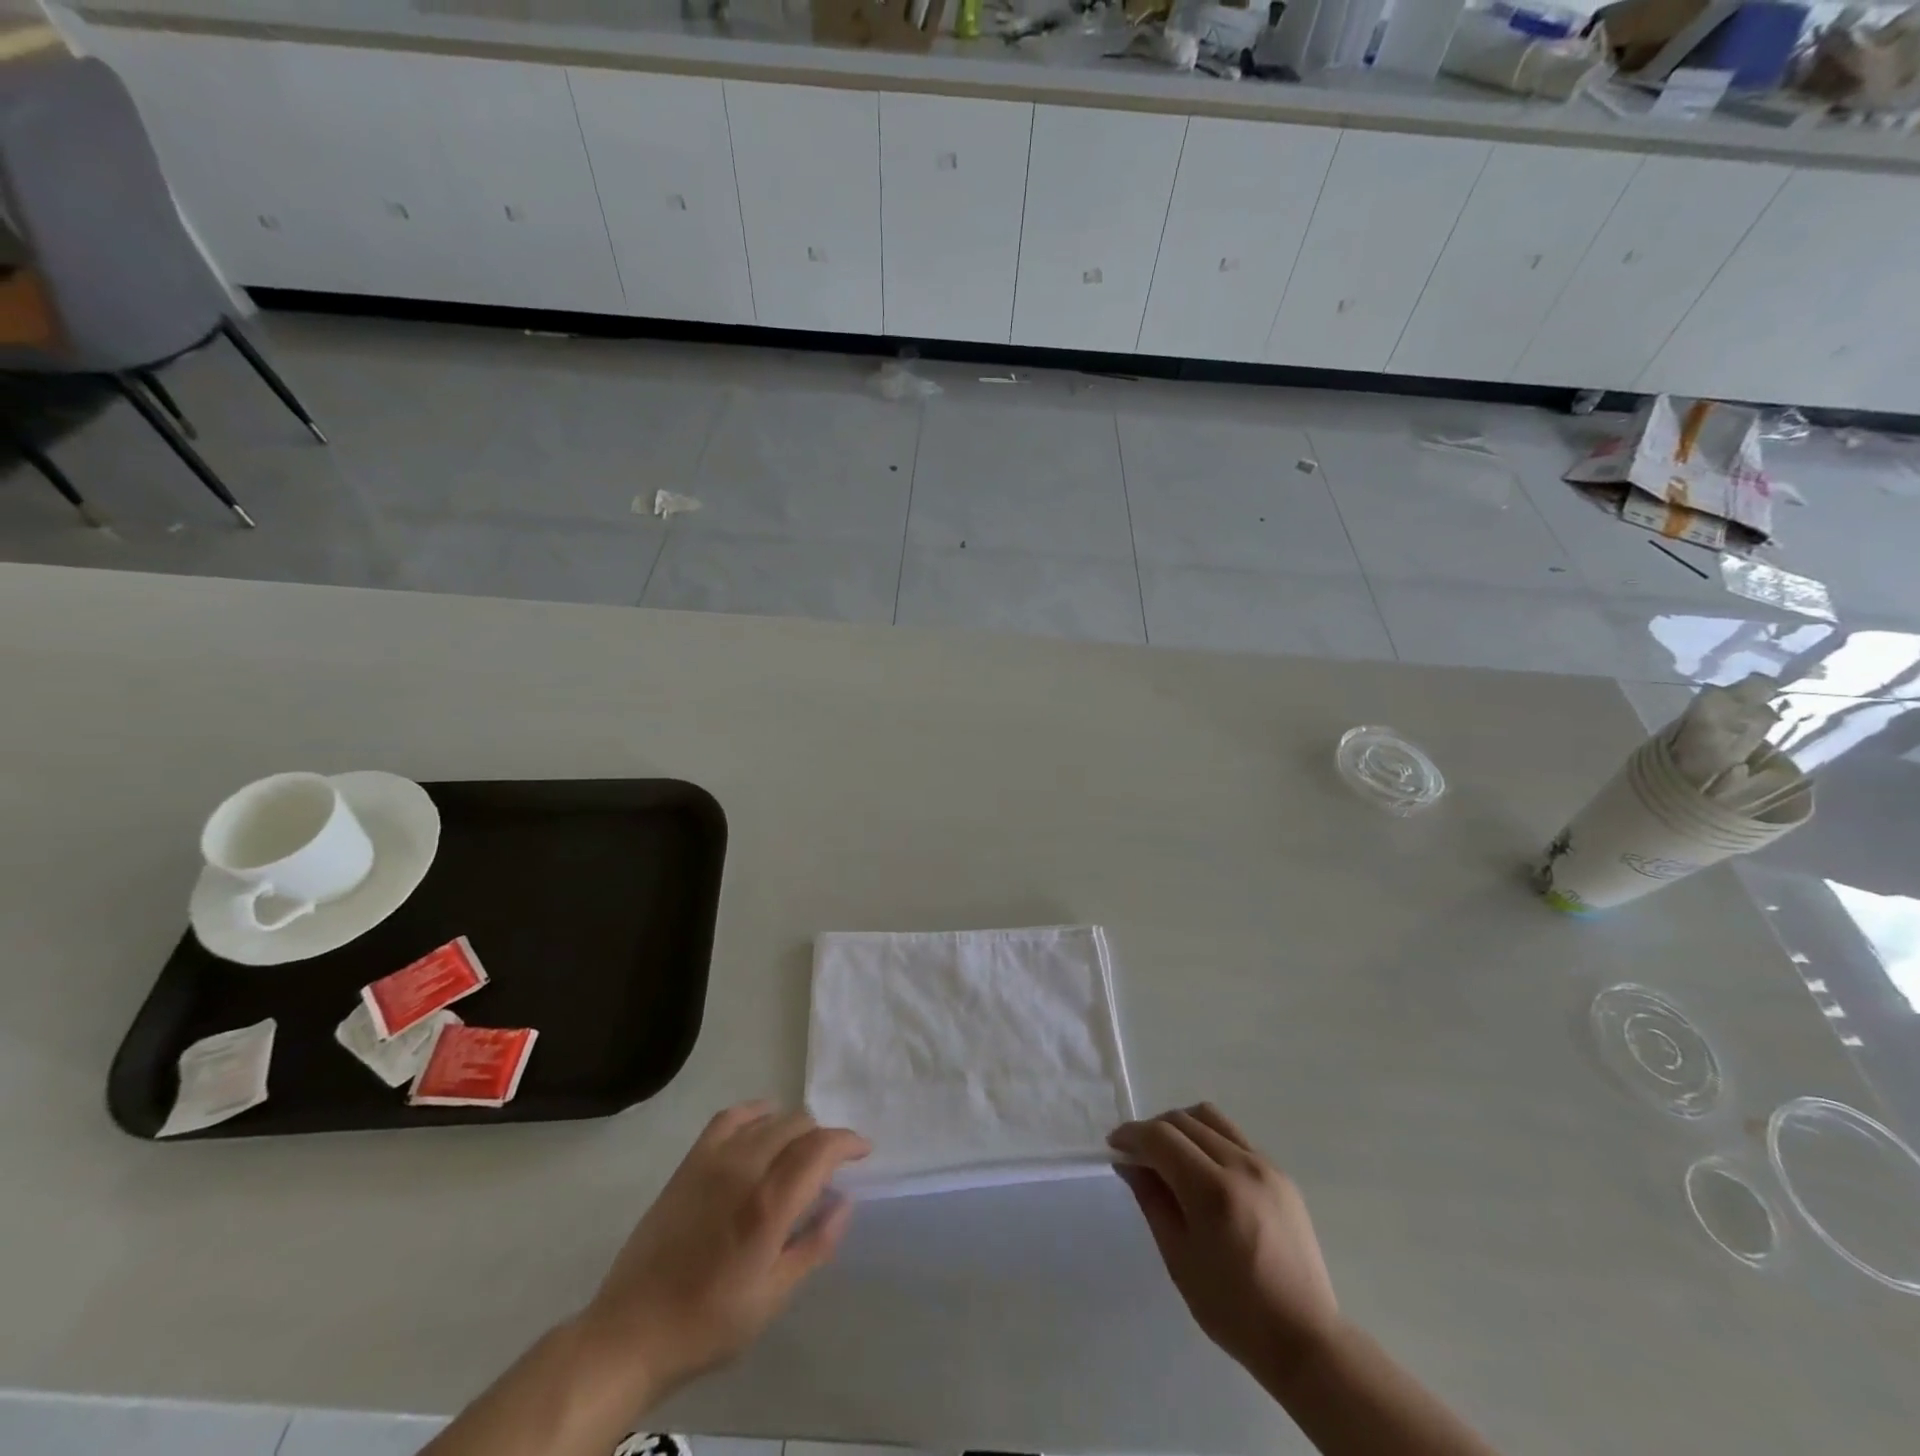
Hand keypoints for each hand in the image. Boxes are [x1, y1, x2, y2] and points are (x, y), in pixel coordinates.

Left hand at [581, 1102, 869, 1399]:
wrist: (631, 1333)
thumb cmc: (708, 1324)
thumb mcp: (772, 1298)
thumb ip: (814, 1245)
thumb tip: (844, 1202)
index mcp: (768, 1206)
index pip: (820, 1149)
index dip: (848, 1142)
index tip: (863, 1151)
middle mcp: (744, 1169)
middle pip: (798, 1126)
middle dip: (823, 1138)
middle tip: (830, 1167)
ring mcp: (714, 1161)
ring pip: (769, 1118)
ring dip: (793, 1128)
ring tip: (798, 1152)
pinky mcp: (690, 1162)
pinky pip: (730, 1117)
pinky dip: (755, 1113)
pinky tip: (762, 1126)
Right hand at [1109, 1104, 1339, 1381]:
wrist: (1305, 1339)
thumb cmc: (1233, 1310)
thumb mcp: (1179, 1259)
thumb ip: (1152, 1200)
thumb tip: (1128, 1162)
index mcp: (1213, 1192)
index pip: (1161, 1137)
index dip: (1132, 1134)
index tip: (1114, 1145)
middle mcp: (1241, 1166)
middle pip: (1184, 1120)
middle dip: (1153, 1130)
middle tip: (1137, 1155)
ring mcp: (1266, 1166)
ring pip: (1211, 1118)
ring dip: (1181, 1126)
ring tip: (1170, 1155)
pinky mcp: (1281, 1174)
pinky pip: (1235, 1137)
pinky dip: (1209, 1139)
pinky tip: (1203, 1170)